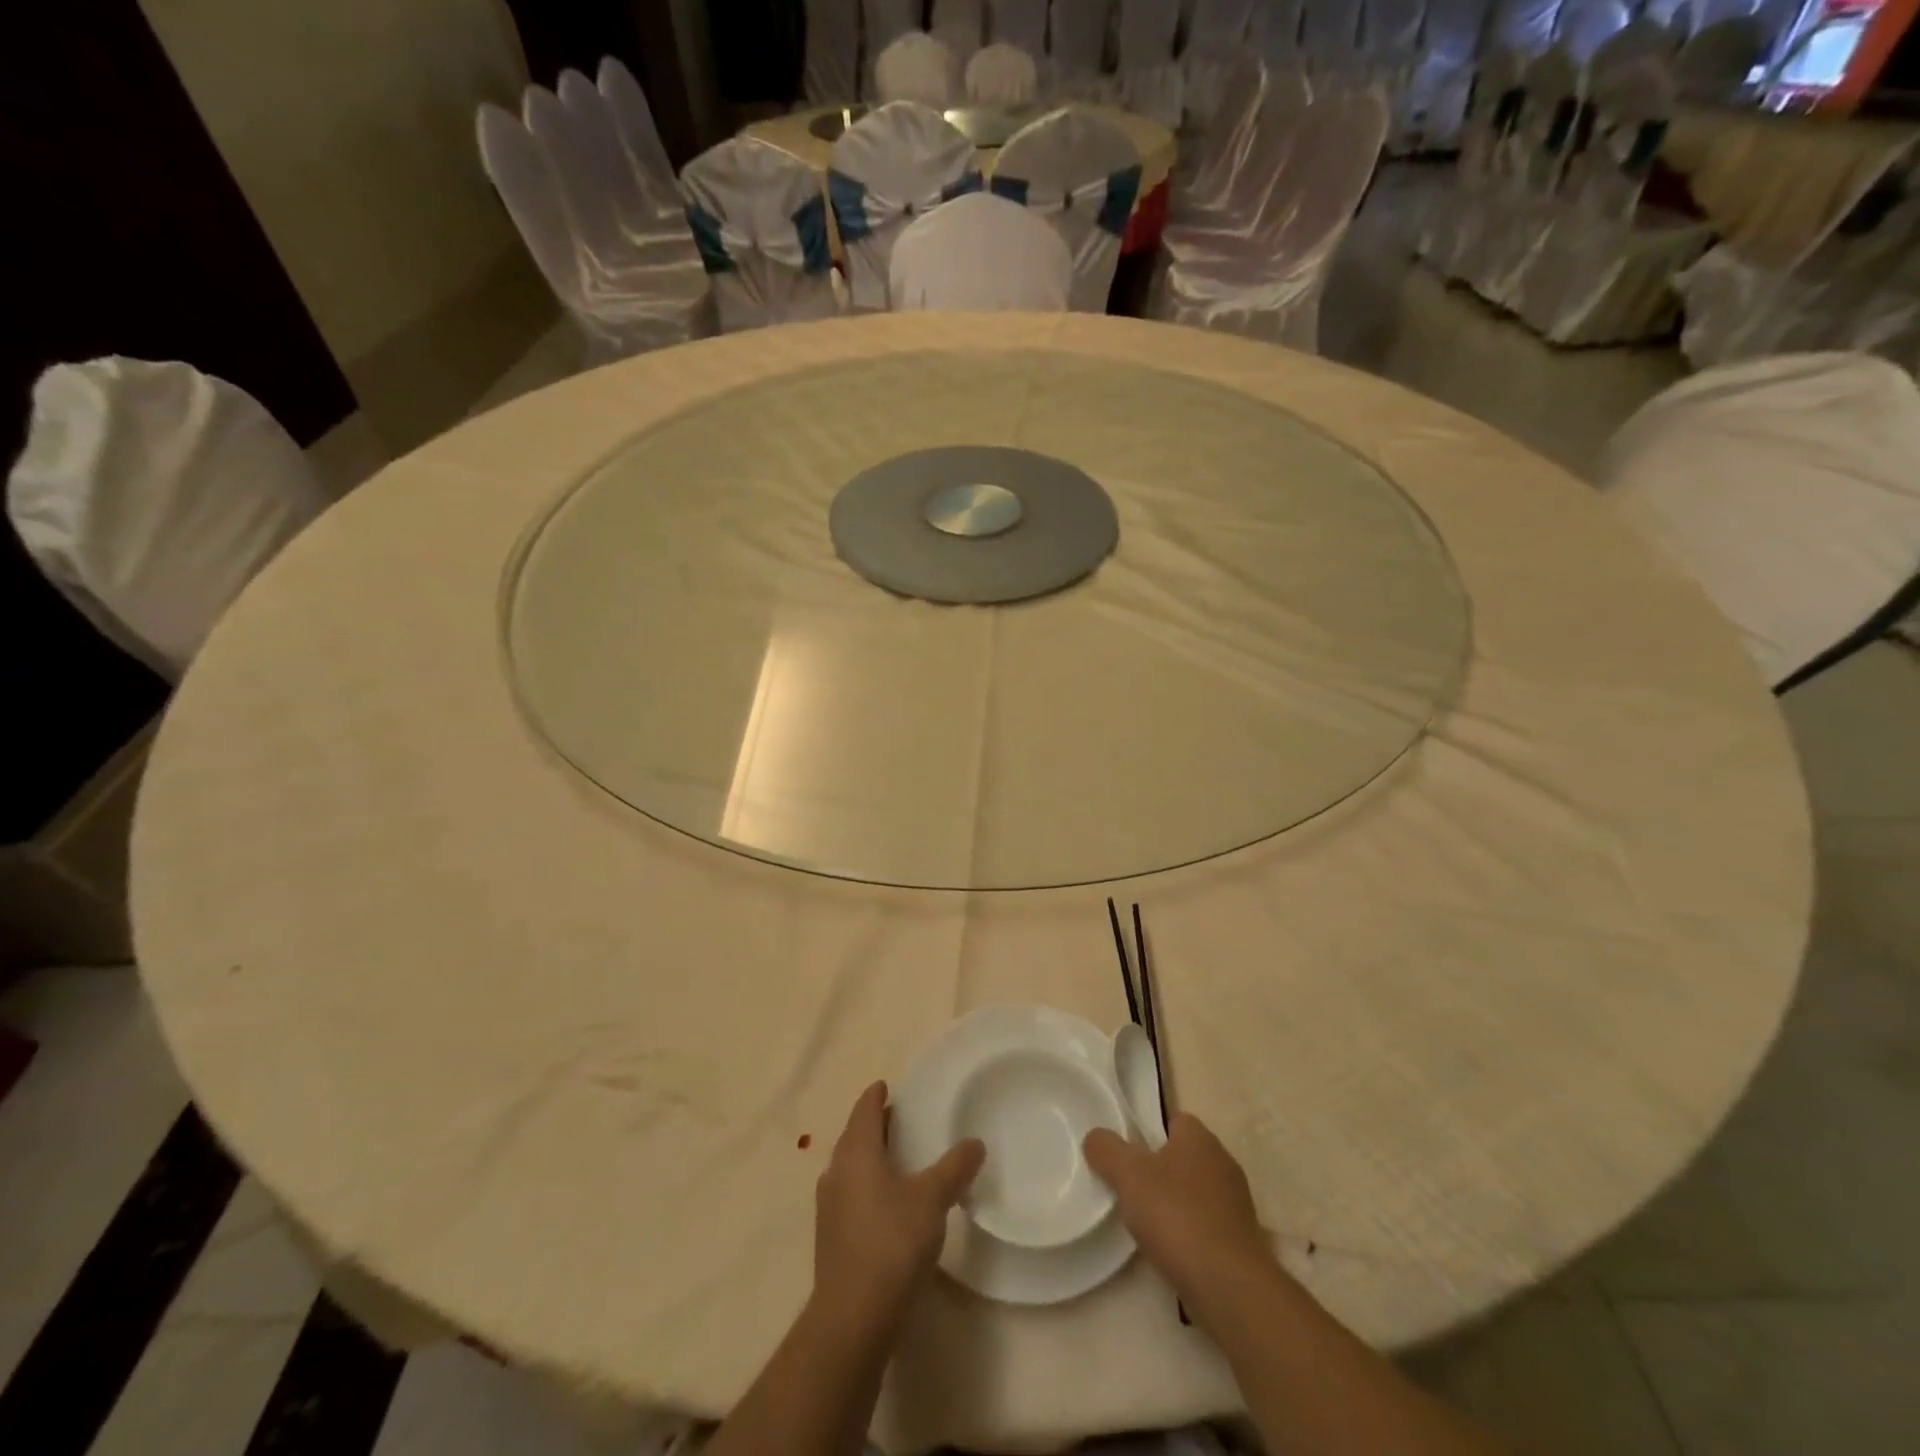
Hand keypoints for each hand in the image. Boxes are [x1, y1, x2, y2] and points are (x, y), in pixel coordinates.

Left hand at [813, 1081, 984, 1333]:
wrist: (853, 1316)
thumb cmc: (892, 1242)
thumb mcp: (932, 1199)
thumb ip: (954, 1167)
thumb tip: (975, 1142)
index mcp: (856, 1152)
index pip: (864, 1110)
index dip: (875, 1096)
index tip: (886, 1086)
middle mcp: (837, 1172)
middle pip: (854, 1137)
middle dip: (873, 1125)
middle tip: (898, 1117)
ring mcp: (829, 1207)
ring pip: (850, 1168)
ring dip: (869, 1157)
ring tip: (895, 1157)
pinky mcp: (831, 1239)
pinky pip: (849, 1195)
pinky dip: (866, 1186)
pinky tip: (885, 1202)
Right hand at [1084, 1112, 1275, 1308]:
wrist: (1229, 1286)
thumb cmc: (1177, 1216)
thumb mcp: (1128, 1175)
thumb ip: (1107, 1149)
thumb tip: (1096, 1137)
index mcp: (1200, 1138)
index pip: (1174, 1120)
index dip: (1149, 1132)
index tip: (1128, 1154)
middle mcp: (1224, 1162)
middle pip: (1184, 1156)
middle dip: (1160, 1170)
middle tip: (1131, 1188)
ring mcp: (1237, 1204)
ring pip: (1196, 1192)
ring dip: (1175, 1204)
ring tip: (1147, 1224)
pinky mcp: (1242, 1241)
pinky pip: (1208, 1224)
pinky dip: (1190, 1232)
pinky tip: (1172, 1250)